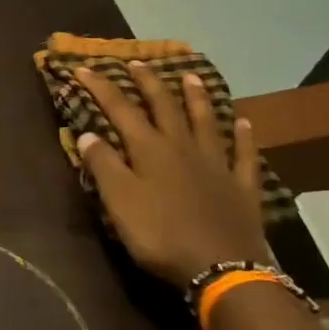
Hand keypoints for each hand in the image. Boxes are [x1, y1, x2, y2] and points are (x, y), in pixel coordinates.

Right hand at [73, 64, 268, 285]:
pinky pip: (242, 154)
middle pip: (164, 107)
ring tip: (190, 76)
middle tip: (138, 62)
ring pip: (205, 122)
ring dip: (196, 98)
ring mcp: (216, 165)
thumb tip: (88, 133)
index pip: (120, 110)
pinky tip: (244, 123)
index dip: (101, 88)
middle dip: (148, 83)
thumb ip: (103, 166)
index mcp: (150, 150)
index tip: (84, 68)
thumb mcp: (119, 201)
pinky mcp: (241, 187)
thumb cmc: (161, 235)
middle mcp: (183, 148)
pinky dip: (242, 137)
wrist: (221, 267)